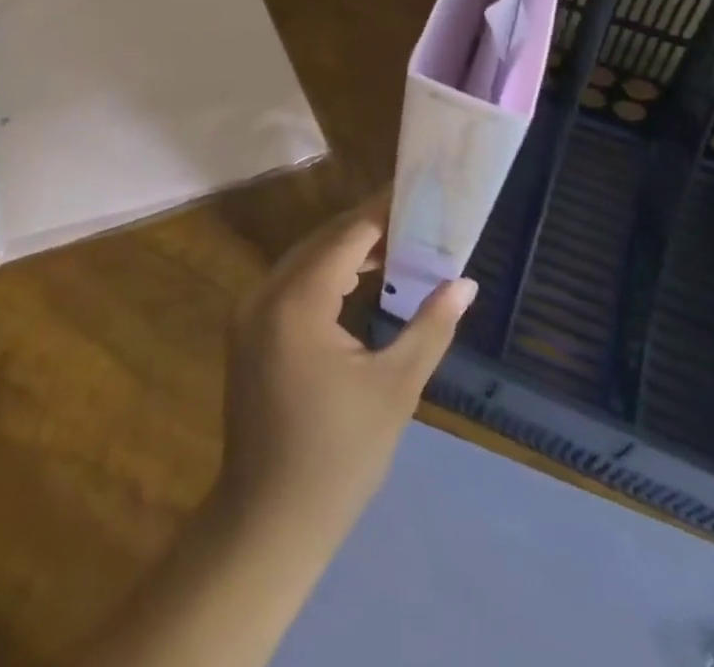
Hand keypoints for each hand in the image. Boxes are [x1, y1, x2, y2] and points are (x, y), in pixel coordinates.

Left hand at [216, 200, 475, 545]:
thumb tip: (465, 283)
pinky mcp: (248, 331)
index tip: (414, 191)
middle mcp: (265, 293)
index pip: (346, 236)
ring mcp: (250, 312)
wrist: (268, 521)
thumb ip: (429, 327)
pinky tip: (358, 280)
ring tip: (395, 244)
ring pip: (304, 260)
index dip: (381, 211)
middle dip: (366, 227)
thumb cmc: (339, 457)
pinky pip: (291, 284)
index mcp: (297, 301)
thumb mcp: (394, 389)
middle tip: (413, 216)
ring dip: (346, 250)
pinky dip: (325, 275)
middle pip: (322, 242)